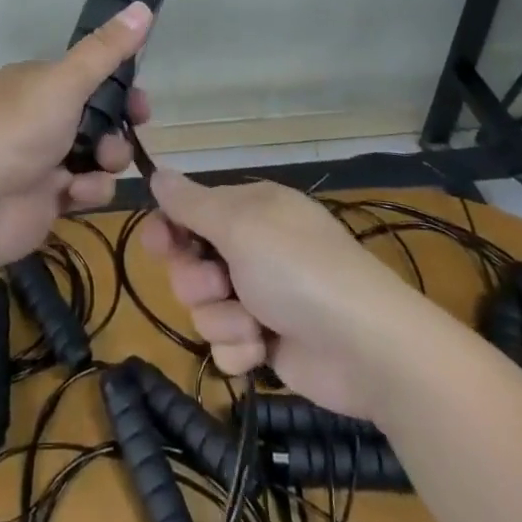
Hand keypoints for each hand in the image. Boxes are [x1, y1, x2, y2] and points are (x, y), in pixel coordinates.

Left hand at [0, 0, 152, 269]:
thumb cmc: (19, 129)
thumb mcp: (66, 81)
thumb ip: (106, 50)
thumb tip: (142, 6)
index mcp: (37, 81)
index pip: (88, 75)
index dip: (119, 85)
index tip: (141, 99)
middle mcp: (39, 115)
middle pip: (98, 115)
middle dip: (119, 124)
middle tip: (135, 127)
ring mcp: (44, 157)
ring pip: (98, 152)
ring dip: (108, 157)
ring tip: (102, 162)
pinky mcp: (49, 196)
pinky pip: (86, 186)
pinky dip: (89, 188)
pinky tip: (77, 191)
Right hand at [140, 172, 412, 419]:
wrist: (364, 347)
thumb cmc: (298, 269)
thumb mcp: (240, 224)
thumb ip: (192, 202)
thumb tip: (156, 172)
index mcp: (250, 209)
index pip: (190, 211)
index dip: (169, 228)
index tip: (157, 244)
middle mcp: (252, 248)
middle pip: (190, 262)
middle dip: (197, 280)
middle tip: (220, 284)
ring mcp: (260, 296)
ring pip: (205, 308)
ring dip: (223, 318)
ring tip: (254, 323)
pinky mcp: (266, 343)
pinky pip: (226, 345)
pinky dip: (241, 349)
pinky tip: (264, 350)